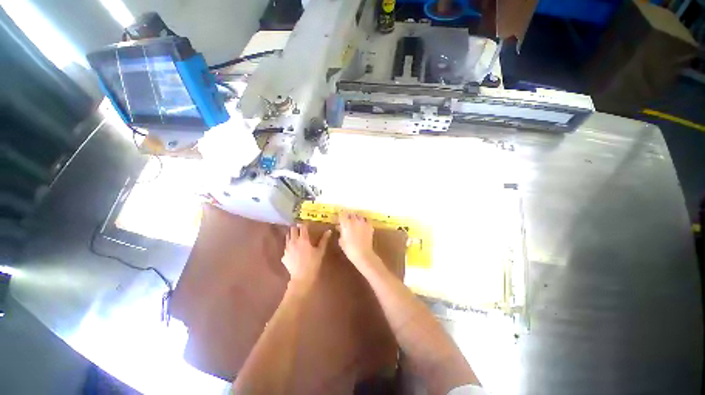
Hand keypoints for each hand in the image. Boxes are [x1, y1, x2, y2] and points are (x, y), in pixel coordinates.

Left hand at [282, 224, 331, 289]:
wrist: (301, 278)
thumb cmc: (313, 263)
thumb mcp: (320, 251)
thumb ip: (324, 240)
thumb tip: (329, 231)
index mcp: (303, 239)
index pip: (302, 227)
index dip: (304, 224)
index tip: (307, 223)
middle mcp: (293, 241)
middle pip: (292, 229)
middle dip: (296, 227)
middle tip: (301, 228)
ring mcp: (287, 248)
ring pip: (287, 237)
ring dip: (291, 234)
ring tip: (296, 236)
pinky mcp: (284, 256)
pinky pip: (286, 247)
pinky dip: (289, 245)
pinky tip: (293, 249)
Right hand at [338, 212, 380, 272]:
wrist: (363, 254)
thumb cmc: (349, 249)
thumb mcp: (341, 241)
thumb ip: (340, 232)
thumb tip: (339, 227)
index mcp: (346, 223)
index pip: (342, 214)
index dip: (340, 215)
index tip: (339, 218)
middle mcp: (354, 220)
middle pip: (351, 213)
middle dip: (348, 216)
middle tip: (347, 220)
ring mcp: (363, 222)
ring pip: (359, 216)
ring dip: (356, 218)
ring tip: (355, 222)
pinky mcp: (369, 226)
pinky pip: (366, 220)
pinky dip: (364, 221)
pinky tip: (362, 225)